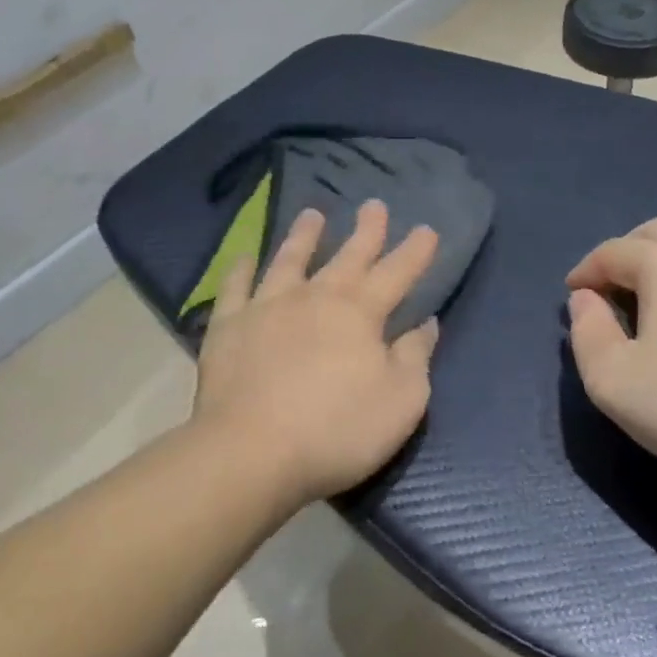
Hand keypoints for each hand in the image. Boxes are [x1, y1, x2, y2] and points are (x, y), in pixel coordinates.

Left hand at [194, 201, 440, 506]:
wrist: (252, 452)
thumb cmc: (337, 430)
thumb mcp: (401, 401)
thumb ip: (415, 357)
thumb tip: (426, 324)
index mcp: (360, 313)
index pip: (396, 273)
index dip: (415, 251)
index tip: (427, 229)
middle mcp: (315, 297)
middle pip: (347, 256)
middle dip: (366, 230)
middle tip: (374, 204)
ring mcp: (267, 306)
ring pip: (289, 259)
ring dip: (303, 235)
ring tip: (312, 213)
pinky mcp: (229, 326)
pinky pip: (235, 287)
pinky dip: (241, 269)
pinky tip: (244, 257)